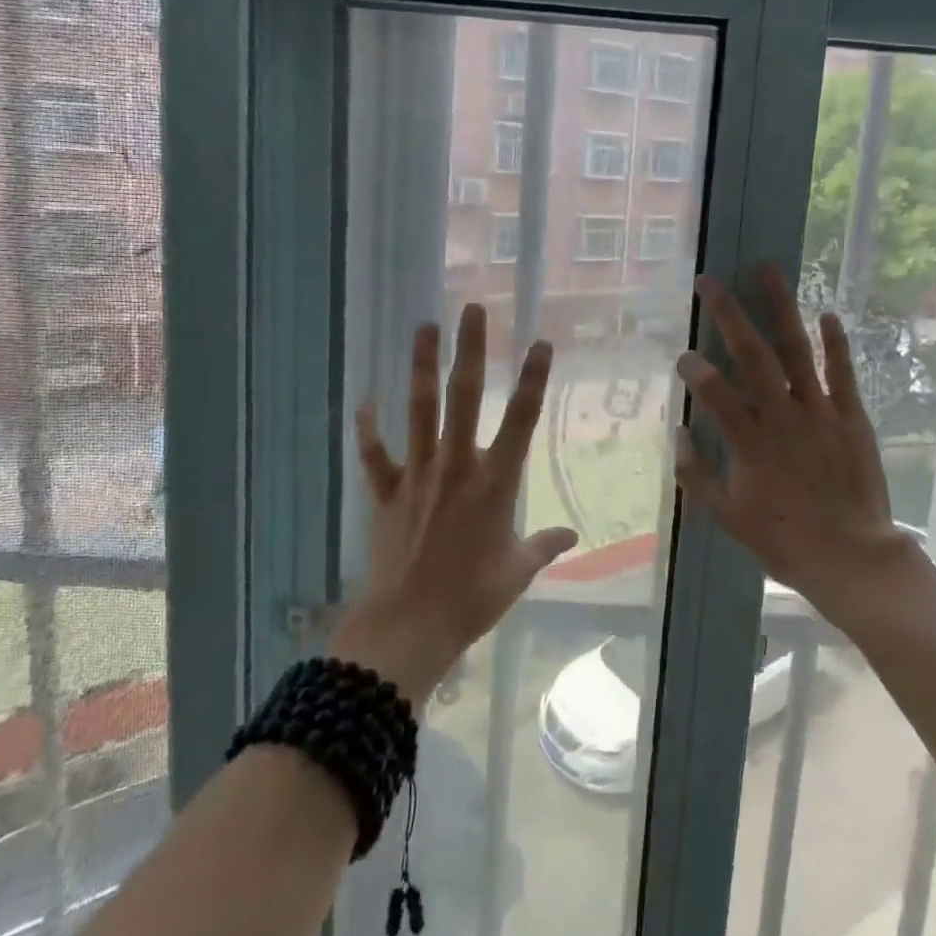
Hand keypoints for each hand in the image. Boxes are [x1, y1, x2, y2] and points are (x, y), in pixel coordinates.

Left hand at [332, 303, 578, 698]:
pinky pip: (375, 456)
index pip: (521, 419)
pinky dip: (368, 430)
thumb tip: (571, 536)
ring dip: (422, 367)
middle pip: (465, 396)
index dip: (533, 378)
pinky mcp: (388, 493)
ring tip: (424, 327)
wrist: (409, 626)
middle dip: (471, 350)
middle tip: (473, 309)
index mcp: (495, 482)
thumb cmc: (473, 599)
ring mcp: (418, 475)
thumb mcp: (518, 572)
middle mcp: (457, 466)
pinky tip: (364, 402)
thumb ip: (544, 545)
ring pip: (419, 410)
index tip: (540, 342)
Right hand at [674, 266, 916, 627]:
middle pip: (753, 356)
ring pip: (797, 351)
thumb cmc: (785, 540)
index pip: (715, 393)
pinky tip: (827, 313)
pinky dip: (836, 343)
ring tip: (768, 271)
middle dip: (729, 315)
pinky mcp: (851, 417)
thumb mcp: (729, 517)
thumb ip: (697, 476)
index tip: (683, 354)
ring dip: (781, 309)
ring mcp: (820, 413)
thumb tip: (677, 435)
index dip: (696, 369)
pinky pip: (842, 374)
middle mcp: (783, 417)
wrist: (852, 557)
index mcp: (750, 442)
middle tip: (711, 281)